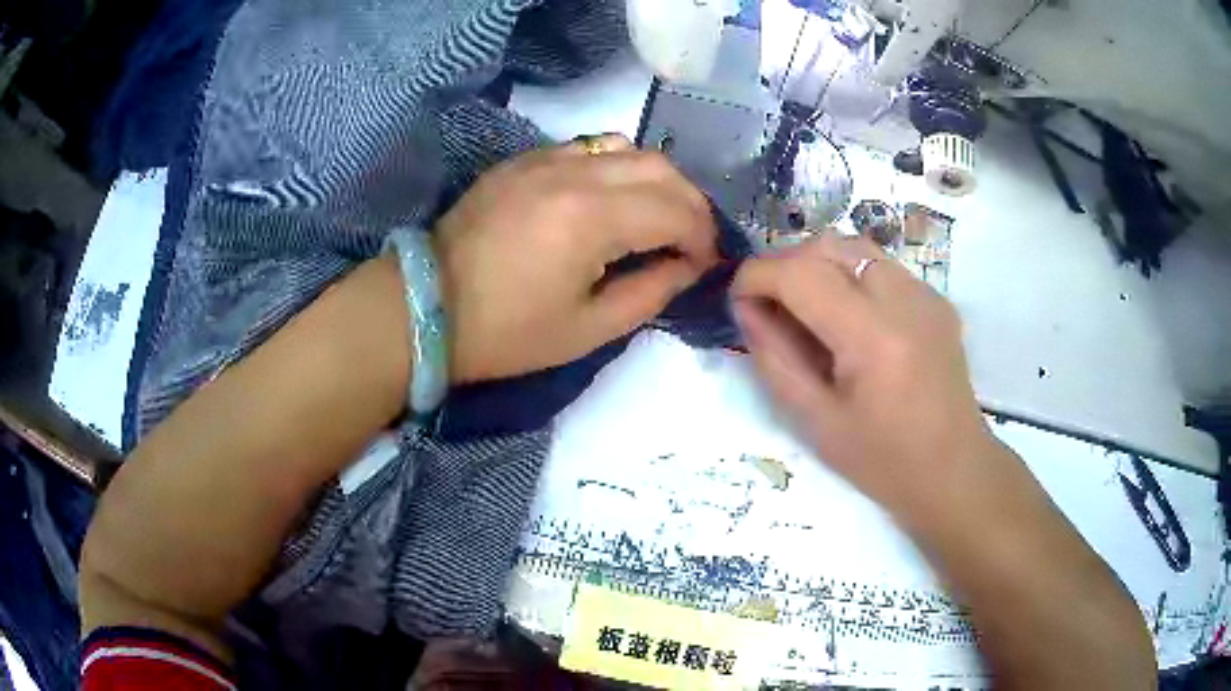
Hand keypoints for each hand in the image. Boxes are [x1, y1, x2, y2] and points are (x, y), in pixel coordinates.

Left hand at [435, 134, 718, 381]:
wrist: (426, 306)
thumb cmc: (506, 332)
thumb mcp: (588, 329)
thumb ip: (651, 292)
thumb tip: (686, 266)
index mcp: (592, 218)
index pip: (676, 212)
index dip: (702, 239)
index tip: (705, 264)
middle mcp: (575, 172)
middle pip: (660, 168)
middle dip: (690, 204)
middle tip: (692, 240)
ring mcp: (545, 158)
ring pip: (627, 147)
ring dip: (657, 179)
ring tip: (659, 215)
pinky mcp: (524, 160)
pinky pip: (588, 148)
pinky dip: (617, 167)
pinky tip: (613, 198)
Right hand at [731, 234, 995, 525]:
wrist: (953, 470)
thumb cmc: (882, 461)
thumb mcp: (815, 421)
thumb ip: (774, 357)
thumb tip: (746, 307)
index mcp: (874, 337)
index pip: (801, 274)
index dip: (757, 276)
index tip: (738, 298)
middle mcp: (904, 299)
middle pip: (828, 245)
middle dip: (786, 265)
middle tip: (771, 306)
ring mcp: (926, 294)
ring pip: (855, 247)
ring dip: (819, 267)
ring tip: (807, 309)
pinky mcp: (936, 299)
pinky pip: (882, 267)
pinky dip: (851, 278)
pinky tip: (851, 319)